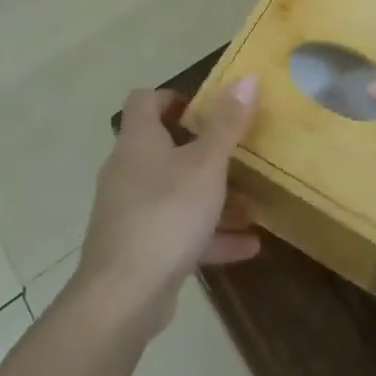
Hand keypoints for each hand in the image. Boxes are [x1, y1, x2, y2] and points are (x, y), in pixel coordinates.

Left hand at [72, 80, 260, 338]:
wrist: (123, 297)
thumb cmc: (166, 214)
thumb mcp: (206, 165)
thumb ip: (227, 123)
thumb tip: (246, 78)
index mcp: (138, 141)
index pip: (144, 101)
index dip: (173, 97)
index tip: (205, 107)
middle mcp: (128, 170)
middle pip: (163, 148)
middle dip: (203, 151)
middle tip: (237, 153)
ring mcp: (130, 212)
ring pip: (175, 193)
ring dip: (212, 197)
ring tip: (252, 204)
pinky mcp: (138, 249)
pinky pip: (177, 231)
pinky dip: (209, 234)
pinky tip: (248, 246)